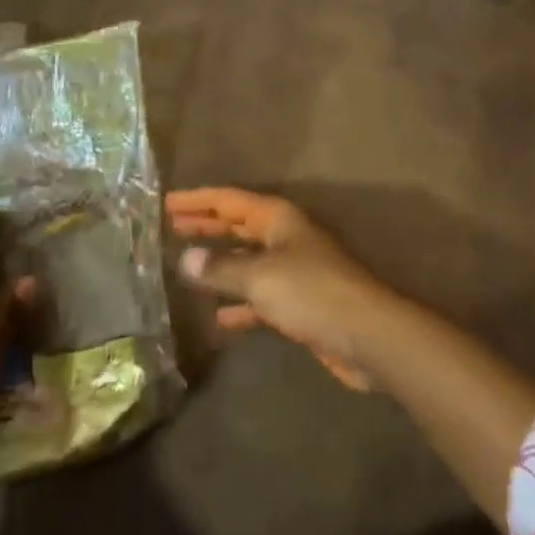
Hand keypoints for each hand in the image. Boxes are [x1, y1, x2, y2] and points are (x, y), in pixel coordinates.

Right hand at [168, 188, 397, 389]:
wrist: (366, 335)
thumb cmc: (312, 293)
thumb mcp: (261, 277)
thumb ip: (220, 269)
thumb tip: (184, 259)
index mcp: (277, 219)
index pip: (229, 200)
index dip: (198, 200)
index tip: (167, 202)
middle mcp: (284, 238)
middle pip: (238, 226)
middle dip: (206, 226)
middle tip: (170, 226)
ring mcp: (292, 271)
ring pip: (246, 261)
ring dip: (219, 264)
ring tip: (184, 267)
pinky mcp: (298, 304)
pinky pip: (259, 297)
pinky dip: (238, 303)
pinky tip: (218, 319)